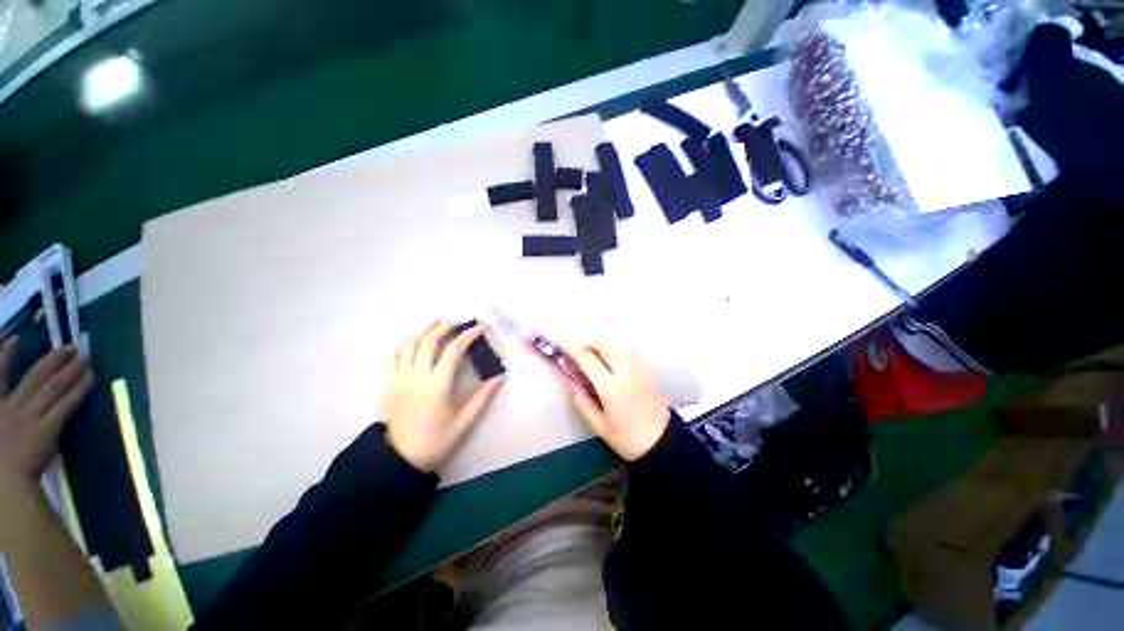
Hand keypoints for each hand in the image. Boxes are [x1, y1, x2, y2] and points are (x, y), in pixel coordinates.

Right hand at [0, 339, 93, 486]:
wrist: (2, 485)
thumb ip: (1, 413)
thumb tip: (9, 400)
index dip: (5, 354)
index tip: (15, 338)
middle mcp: (11, 406)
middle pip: (34, 376)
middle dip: (53, 359)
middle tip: (70, 345)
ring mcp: (30, 417)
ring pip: (54, 386)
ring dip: (71, 369)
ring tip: (85, 355)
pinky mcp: (47, 429)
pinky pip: (66, 404)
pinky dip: (79, 389)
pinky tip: (91, 378)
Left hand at [381, 321, 504, 472]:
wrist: (399, 458)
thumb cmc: (436, 440)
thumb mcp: (465, 422)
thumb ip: (483, 396)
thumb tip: (500, 376)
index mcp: (437, 385)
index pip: (453, 350)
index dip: (468, 335)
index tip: (479, 328)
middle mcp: (417, 376)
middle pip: (429, 340)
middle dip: (445, 326)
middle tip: (459, 321)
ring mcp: (400, 378)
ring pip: (409, 343)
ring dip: (425, 329)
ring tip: (438, 323)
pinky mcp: (390, 382)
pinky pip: (395, 355)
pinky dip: (406, 341)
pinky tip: (416, 338)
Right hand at [565, 342, 669, 460]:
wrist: (663, 443)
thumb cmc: (628, 439)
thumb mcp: (599, 427)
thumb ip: (583, 403)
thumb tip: (573, 383)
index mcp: (612, 389)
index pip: (589, 360)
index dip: (573, 351)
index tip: (563, 347)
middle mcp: (627, 373)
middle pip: (605, 345)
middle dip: (589, 345)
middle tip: (580, 356)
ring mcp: (639, 369)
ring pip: (617, 346)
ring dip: (602, 348)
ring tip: (594, 361)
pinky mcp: (647, 371)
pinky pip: (627, 354)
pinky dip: (614, 353)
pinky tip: (611, 368)